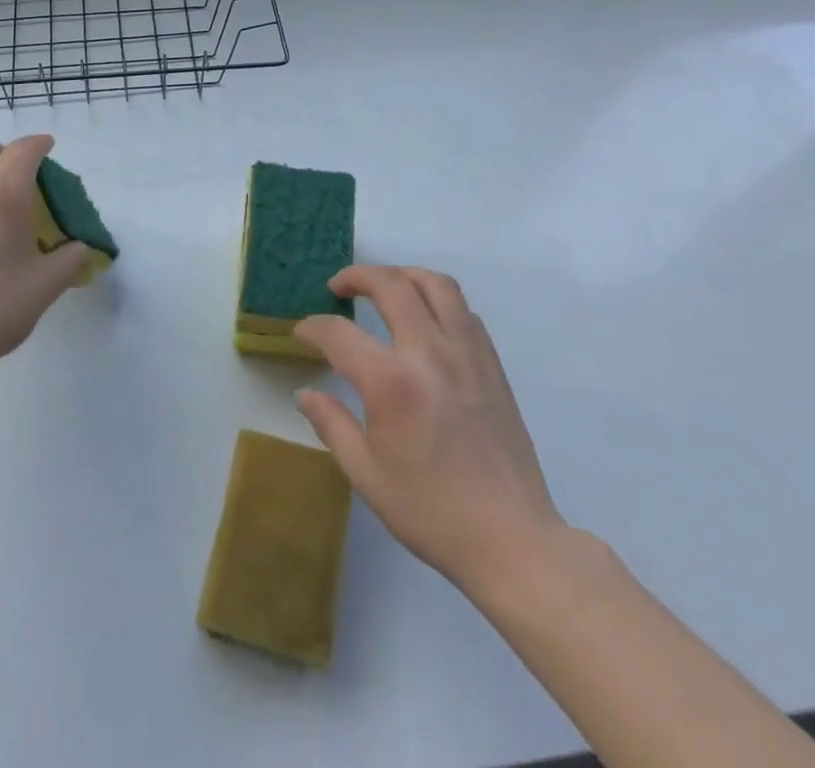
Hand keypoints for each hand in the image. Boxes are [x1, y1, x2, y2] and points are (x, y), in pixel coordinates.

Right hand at [295, 266, 566, 595]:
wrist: (512, 539)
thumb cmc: (432, 512)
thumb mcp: (366, 474)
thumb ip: (332, 424)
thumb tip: (305, 393)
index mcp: (391, 383)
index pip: (339, 333)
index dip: (313, 328)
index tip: (302, 333)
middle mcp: (429, 353)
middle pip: (391, 285)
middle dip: (357, 276)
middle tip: (338, 287)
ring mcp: (467, 353)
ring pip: (435, 284)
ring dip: (402, 274)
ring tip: (384, 286)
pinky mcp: (491, 363)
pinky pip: (462, 309)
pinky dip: (436, 299)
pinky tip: (424, 319)